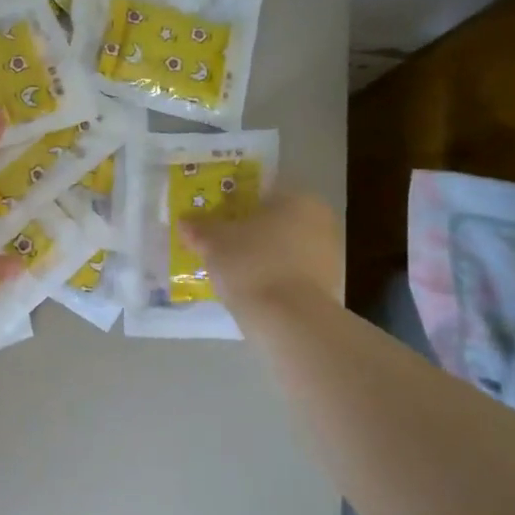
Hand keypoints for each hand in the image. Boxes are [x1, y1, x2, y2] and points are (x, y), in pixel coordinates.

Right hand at [183, 192, 342, 307]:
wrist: (290, 320)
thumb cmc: (252, 265)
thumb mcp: (214, 242)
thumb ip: (199, 227)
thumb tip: (185, 221)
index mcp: (299, 200)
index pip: (261, 194)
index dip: (233, 206)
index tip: (214, 220)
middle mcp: (321, 222)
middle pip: (274, 222)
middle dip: (248, 233)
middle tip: (219, 245)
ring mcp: (329, 256)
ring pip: (283, 249)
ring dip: (260, 257)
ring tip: (230, 272)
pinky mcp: (327, 288)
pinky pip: (290, 274)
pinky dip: (272, 278)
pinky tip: (249, 290)